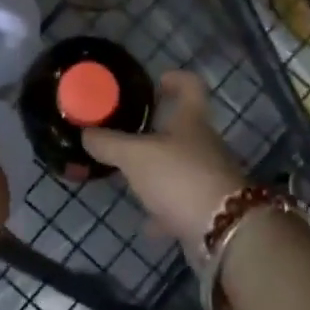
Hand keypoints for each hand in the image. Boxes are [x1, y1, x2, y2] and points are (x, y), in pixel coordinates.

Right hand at [81, 70, 245, 250]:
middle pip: (183, 129)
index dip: (176, 79)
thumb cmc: (179, 177)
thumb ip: (108, 143)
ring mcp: (209, 178)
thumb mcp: (134, 156)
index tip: (157, 81)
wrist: (223, 230)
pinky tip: (146, 221)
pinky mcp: (209, 209)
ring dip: (158, 172)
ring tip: (129, 178)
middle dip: (156, 131)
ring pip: (180, 167)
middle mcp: (205, 144)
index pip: (191, 86)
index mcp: (191, 120)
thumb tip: (86, 133)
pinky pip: (181, 203)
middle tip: (127, 134)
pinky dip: (164, 210)